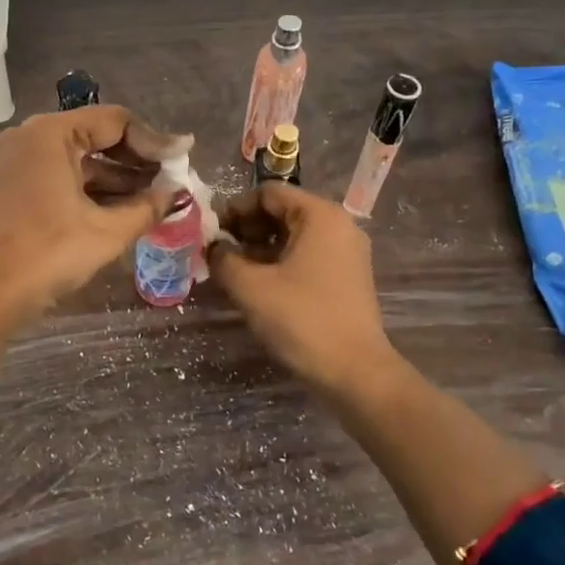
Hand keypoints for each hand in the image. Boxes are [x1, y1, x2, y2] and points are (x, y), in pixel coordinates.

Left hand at [0, 106, 189, 331]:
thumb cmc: (46, 253)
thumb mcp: (106, 232)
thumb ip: (147, 207)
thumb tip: (177, 195)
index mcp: (50, 134)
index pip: (115, 121)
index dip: (154, 141)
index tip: (184, 159)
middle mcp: (31, 139)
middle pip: (95, 136)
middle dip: (136, 160)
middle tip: (172, 180)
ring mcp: (17, 163)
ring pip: (78, 160)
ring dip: (116, 178)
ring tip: (155, 199)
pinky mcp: (12, 188)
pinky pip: (61, 178)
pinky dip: (90, 190)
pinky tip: (122, 210)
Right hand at [209, 183, 395, 390]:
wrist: (354, 371)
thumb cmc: (301, 319)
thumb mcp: (251, 287)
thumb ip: (224, 259)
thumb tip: (213, 247)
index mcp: (320, 215)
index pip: (268, 193)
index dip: (234, 208)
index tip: (210, 231)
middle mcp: (338, 225)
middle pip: (282, 212)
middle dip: (246, 228)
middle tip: (218, 252)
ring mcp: (346, 252)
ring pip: (293, 236)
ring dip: (260, 247)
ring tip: (232, 270)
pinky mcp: (346, 277)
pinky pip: (306, 256)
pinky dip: (279, 262)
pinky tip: (257, 284)